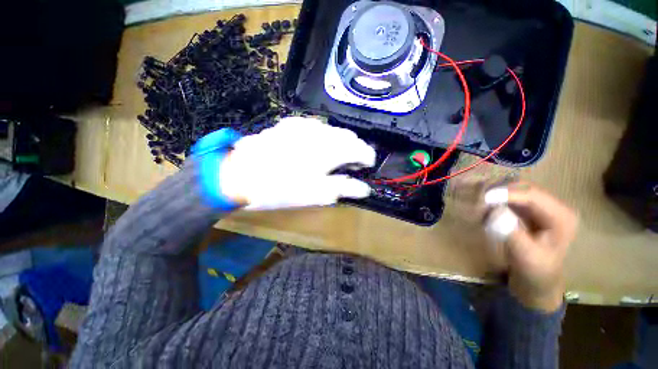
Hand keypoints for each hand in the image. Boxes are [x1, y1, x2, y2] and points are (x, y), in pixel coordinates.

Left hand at [219, 117, 375, 210]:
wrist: (241, 175)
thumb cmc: (282, 188)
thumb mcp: (317, 194)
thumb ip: (345, 189)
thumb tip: (365, 189)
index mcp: (332, 150)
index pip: (362, 149)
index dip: (368, 159)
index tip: (365, 168)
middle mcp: (322, 132)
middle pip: (350, 136)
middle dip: (354, 149)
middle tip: (349, 165)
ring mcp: (305, 125)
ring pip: (333, 130)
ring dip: (339, 142)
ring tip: (332, 157)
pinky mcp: (291, 124)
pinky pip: (315, 127)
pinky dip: (322, 136)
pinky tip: (313, 147)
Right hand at [485, 182, 577, 311]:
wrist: (538, 279)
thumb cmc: (535, 270)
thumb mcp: (525, 255)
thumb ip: (512, 233)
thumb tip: (495, 212)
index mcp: (561, 217)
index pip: (533, 195)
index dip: (507, 193)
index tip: (484, 198)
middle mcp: (554, 206)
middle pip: (524, 188)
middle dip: (501, 191)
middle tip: (480, 200)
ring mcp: (542, 208)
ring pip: (516, 191)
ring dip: (497, 196)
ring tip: (481, 206)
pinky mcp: (530, 211)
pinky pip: (511, 199)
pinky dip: (497, 201)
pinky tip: (487, 210)